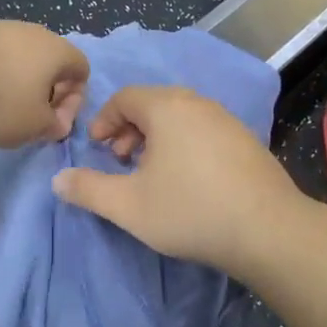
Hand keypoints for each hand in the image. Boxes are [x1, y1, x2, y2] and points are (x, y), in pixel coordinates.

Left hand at [0, 20, 89, 146]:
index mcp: (56, 49)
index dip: (74, 102)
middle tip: (24, 121)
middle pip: (48, 64)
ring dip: (11, 87)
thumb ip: (53, 126)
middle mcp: (31, 31)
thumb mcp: (34, 126)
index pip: (82, 71)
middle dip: (41, 95)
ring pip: (16, 61)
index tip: (52, 125)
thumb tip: (55, 122)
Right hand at [51, 85, 306, 276]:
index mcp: (167, 107)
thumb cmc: (190, 211)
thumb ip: (88, 190)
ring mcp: (227, 119)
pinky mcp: (246, 139)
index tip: (97, 149)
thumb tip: (58, 180)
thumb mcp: (128, 206)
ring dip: (157, 137)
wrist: (267, 229)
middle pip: (153, 103)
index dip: (104, 121)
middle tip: (121, 161)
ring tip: (152, 173)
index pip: (124, 97)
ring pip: (180, 116)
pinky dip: (184, 143)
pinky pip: (203, 129)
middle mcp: (198, 103)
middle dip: (129, 129)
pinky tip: (188, 180)